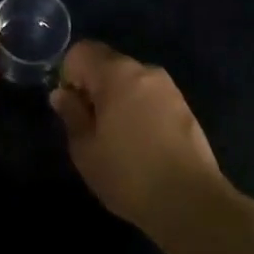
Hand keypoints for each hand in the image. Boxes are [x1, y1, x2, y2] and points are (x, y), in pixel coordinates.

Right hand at [51, 40, 227, 233]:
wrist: (192, 202)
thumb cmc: (129, 175)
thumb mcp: (86, 150)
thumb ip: (71, 114)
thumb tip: (62, 94)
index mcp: (115, 73)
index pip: (81, 51)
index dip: (69, 74)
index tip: (71, 107)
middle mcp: (143, 69)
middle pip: (107, 63)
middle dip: (93, 87)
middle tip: (91, 127)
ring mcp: (168, 87)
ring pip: (130, 80)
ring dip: (117, 98)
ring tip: (118, 139)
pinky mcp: (184, 106)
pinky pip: (150, 96)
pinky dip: (139, 109)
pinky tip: (142, 144)